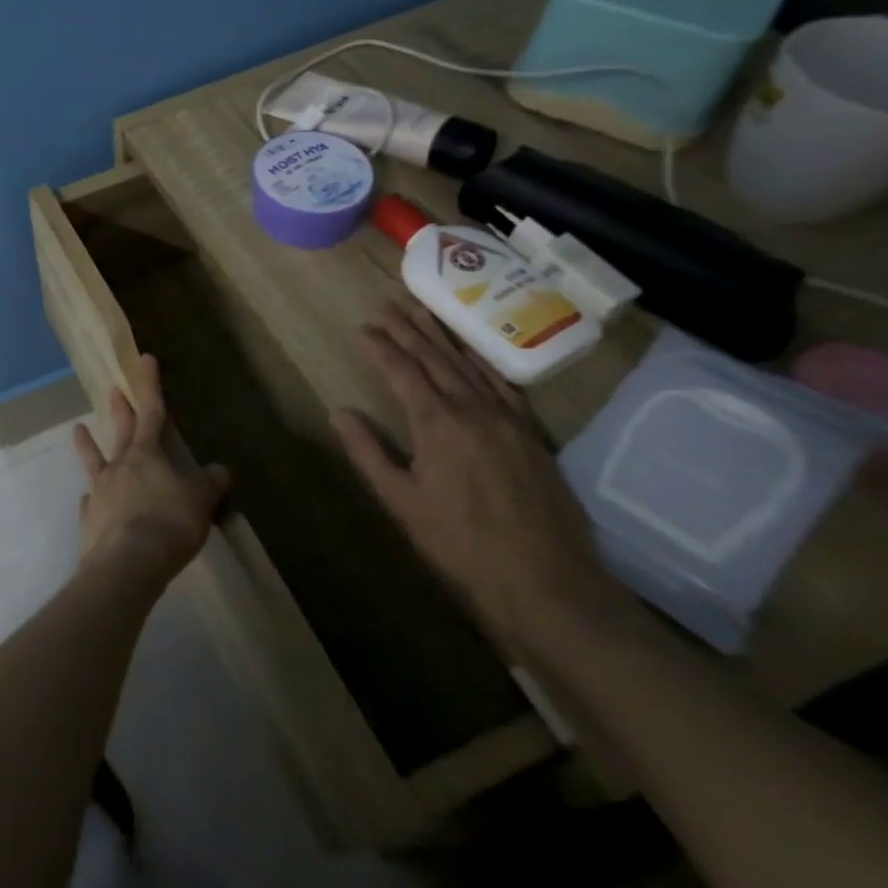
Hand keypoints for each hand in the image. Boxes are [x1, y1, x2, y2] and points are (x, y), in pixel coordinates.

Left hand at [72, 354, 230, 586]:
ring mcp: (99, 492)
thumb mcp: (200, 502)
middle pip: (121, 431)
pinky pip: (89, 503)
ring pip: (94, 461)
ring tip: (78, 429)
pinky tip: (88, 500)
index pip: (152, 412)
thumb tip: (221, 469)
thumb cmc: (168, 525)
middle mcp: (119, 466)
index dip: (150, 385)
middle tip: (113, 389)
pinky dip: (91, 499)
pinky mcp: (89, 519)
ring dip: (86, 444)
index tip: (144, 359)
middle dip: (120, 409)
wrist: (126, 564)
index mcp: (146, 455)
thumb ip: (210, 484)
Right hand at [332, 302, 630, 649]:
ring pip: (468, 366)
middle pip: (435, 359)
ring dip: (442, 338)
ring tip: (422, 313)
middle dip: (407, 330)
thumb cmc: (461, 543)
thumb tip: (339, 414)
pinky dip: (481, 363)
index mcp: (438, 422)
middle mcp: (473, 409)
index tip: (361, 329)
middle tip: (386, 305)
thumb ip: (368, 453)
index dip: (380, 348)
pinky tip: (472, 356)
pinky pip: (502, 386)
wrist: (547, 582)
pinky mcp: (531, 435)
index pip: (402, 371)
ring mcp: (508, 420)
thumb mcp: (401, 502)